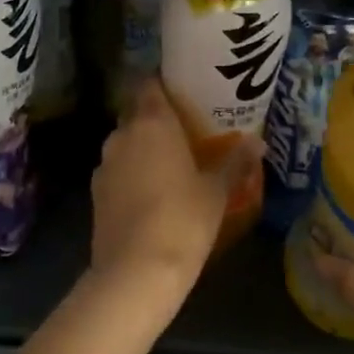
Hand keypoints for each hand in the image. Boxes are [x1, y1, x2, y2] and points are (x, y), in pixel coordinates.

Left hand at [90, 80, 260, 312]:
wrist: (135, 271)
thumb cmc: (183, 220)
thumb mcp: (216, 192)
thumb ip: (234, 162)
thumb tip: (257, 142)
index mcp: (152, 123)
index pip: (149, 83)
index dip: (163, 82)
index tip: (183, 89)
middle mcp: (122, 135)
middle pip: (136, 112)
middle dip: (156, 116)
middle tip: (184, 127)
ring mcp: (104, 163)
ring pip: (124, 142)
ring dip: (142, 146)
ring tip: (170, 162)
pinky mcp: (95, 192)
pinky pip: (117, 169)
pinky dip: (131, 172)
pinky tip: (150, 192)